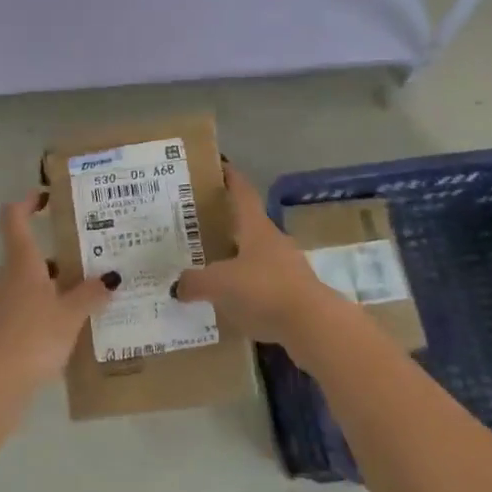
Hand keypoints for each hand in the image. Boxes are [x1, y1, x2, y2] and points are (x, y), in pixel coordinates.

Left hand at [0, 197, 114, 392]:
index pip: (14, 218)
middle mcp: (6, 276)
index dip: (27, 203)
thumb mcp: (71, 314)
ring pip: (27, 281)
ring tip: (85, 293)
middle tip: (86, 256)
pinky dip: (44, 307)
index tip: (46, 198)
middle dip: (55, 252)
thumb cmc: (34, 336)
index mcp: (21, 262)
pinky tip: (67, 325)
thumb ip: (91, 294)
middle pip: (26, 252)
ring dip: (52, 283)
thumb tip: (110, 279)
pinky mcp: (0, 329)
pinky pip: (25, 306)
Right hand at [175, 164, 344, 358]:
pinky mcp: (293, 294)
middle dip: (226, 223)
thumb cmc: (264, 290)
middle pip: (248, 225)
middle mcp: (273, 241)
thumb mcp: (220, 284)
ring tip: (210, 266)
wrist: (313, 325)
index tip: (220, 166)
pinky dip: (246, 287)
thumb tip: (177, 285)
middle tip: (199, 225)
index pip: (243, 193)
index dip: (231, 178)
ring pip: (255, 256)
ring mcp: (287, 267)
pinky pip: (262, 284)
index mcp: (256, 228)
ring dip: (236, 258)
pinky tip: (230, 301)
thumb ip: (195, 282)